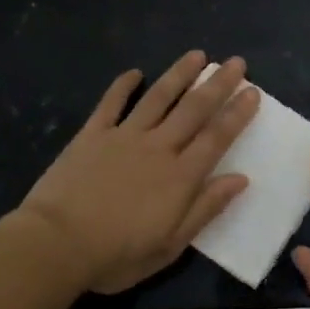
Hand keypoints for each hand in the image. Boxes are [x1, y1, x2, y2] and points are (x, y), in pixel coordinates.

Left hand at [20, 51, 260, 293]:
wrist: (56, 243)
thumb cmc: (117, 254)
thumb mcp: (170, 244)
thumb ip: (205, 208)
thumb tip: (240, 179)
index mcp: (180, 177)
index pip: (216, 137)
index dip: (237, 114)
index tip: (253, 92)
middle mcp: (158, 148)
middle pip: (193, 109)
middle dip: (218, 84)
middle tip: (235, 62)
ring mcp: (123, 137)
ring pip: (158, 98)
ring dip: (179, 74)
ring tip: (197, 55)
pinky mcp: (91, 135)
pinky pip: (111, 104)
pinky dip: (123, 86)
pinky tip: (134, 73)